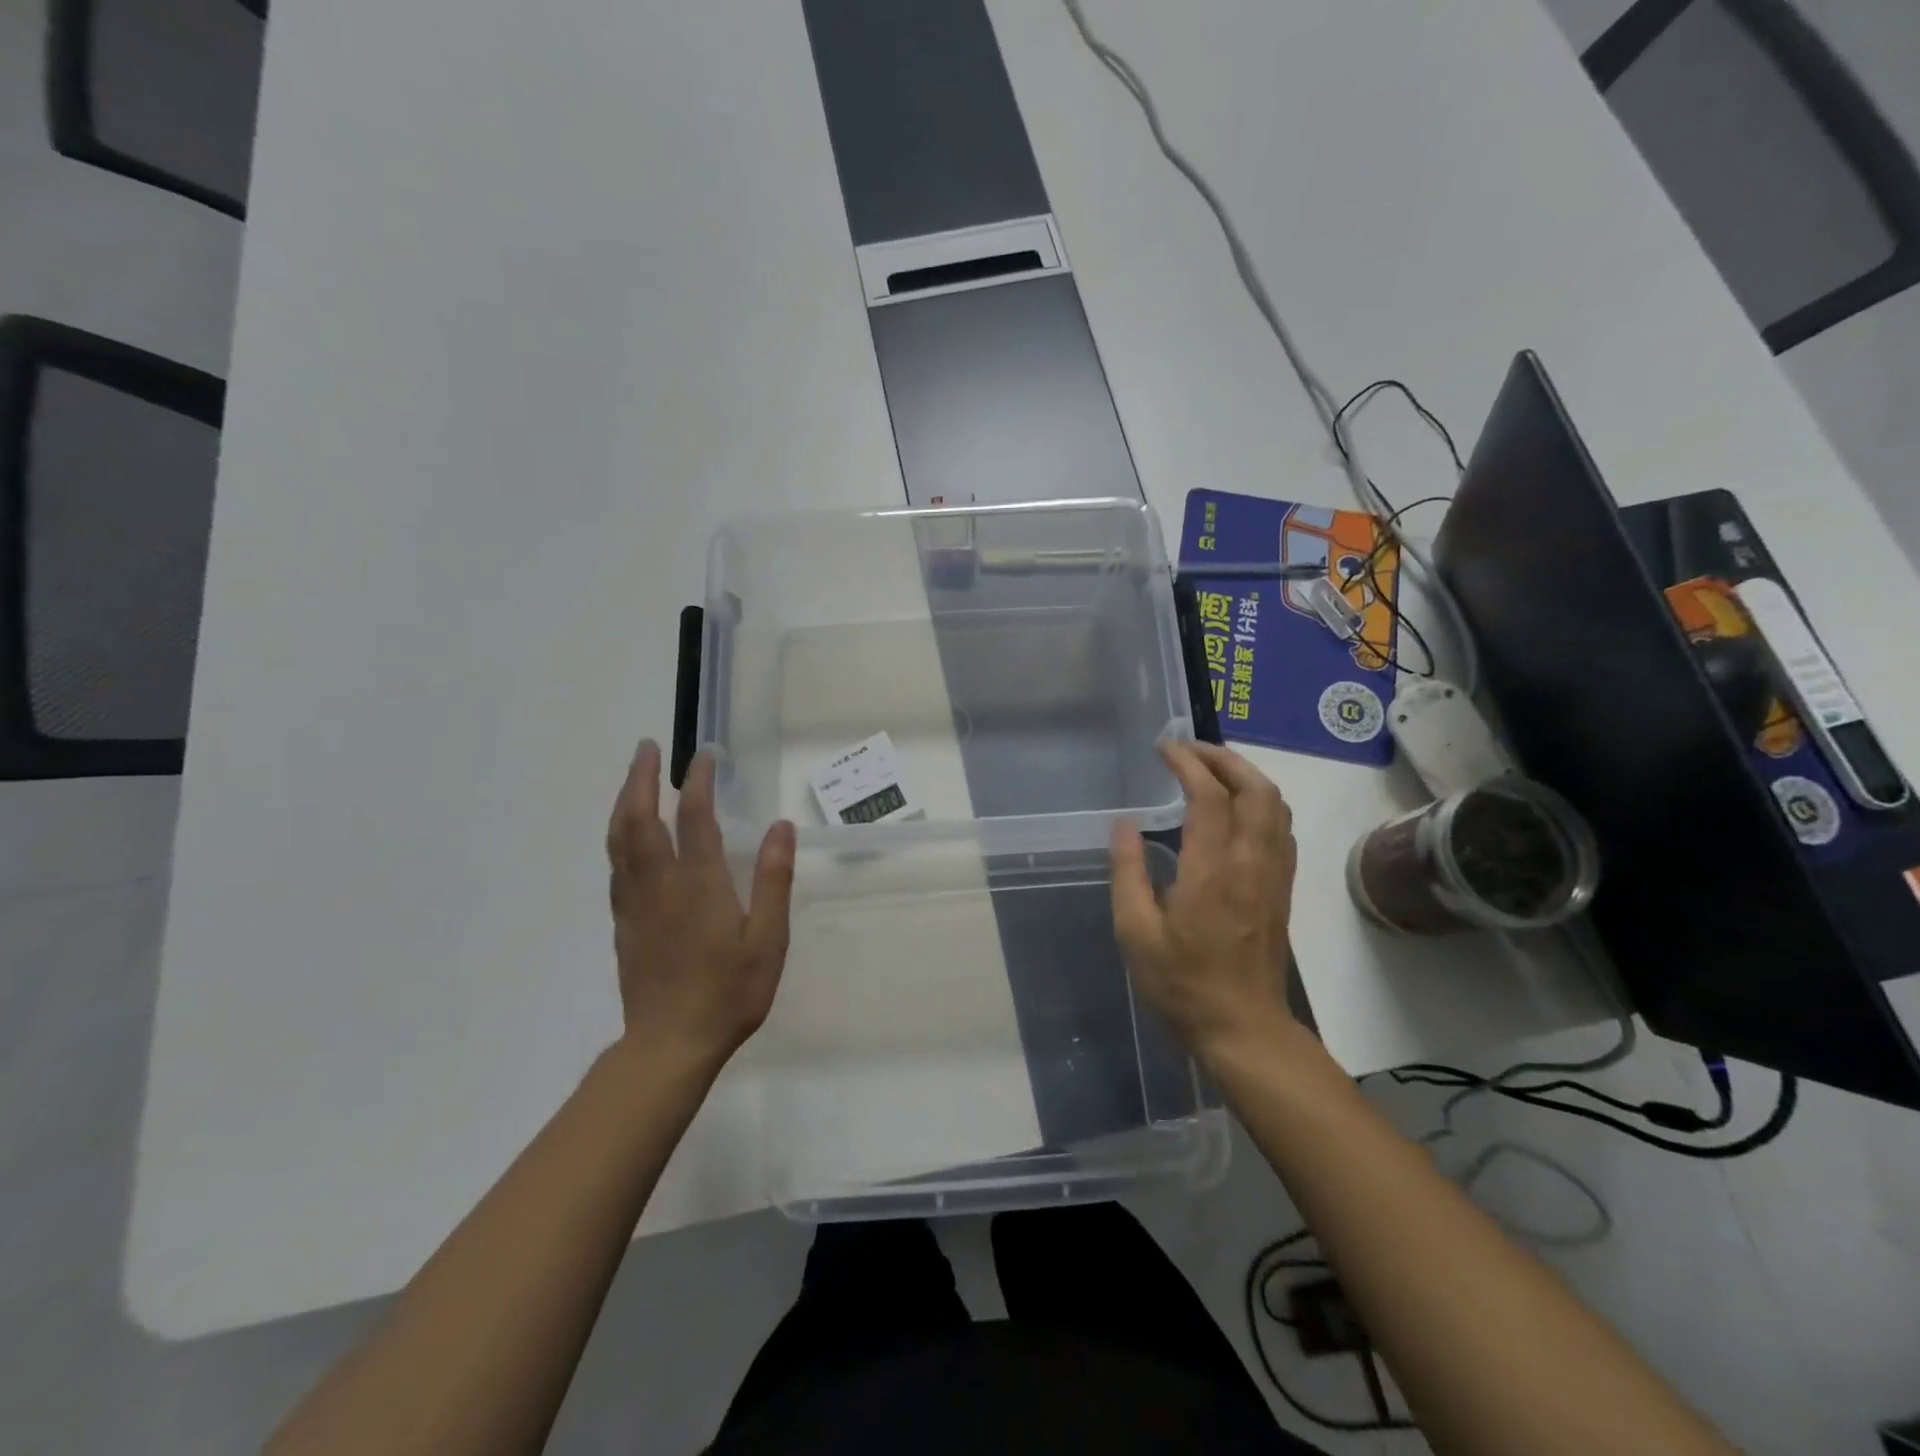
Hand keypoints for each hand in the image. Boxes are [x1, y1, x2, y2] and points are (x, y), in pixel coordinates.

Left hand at [605, 741, 795, 1073]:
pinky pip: (615, 867)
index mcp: (699, 883)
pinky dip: (618, 838)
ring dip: (623, 802)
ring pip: (619, 840)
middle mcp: (660, 883)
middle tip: (646, 748)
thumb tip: (780, 827)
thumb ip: (773, 880)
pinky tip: (626, 837)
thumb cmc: (729, 991)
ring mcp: (635, 903)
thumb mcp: (768, 938)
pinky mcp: (623, 923)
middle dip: (641, 778)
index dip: (698, 781)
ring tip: (632, 779)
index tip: (704, 756)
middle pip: (639, 819)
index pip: (695, 817)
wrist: (670, 1044)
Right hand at [1111, 741, 1299, 1064]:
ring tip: (1212, 770)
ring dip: (1246, 776)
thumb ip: (1127, 872)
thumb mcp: (1135, 933)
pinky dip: (1262, 802)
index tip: (1163, 748)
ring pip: (1276, 805)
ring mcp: (1274, 875)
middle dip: (1224, 758)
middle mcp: (1251, 863)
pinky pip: (1282, 828)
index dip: (1187, 763)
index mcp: (1211, 871)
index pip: (1208, 796)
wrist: (1243, 1029)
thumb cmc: (1181, 984)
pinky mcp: (1283, 889)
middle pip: (1256, 789)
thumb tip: (1124, 825)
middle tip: (1189, 750)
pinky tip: (1238, 809)